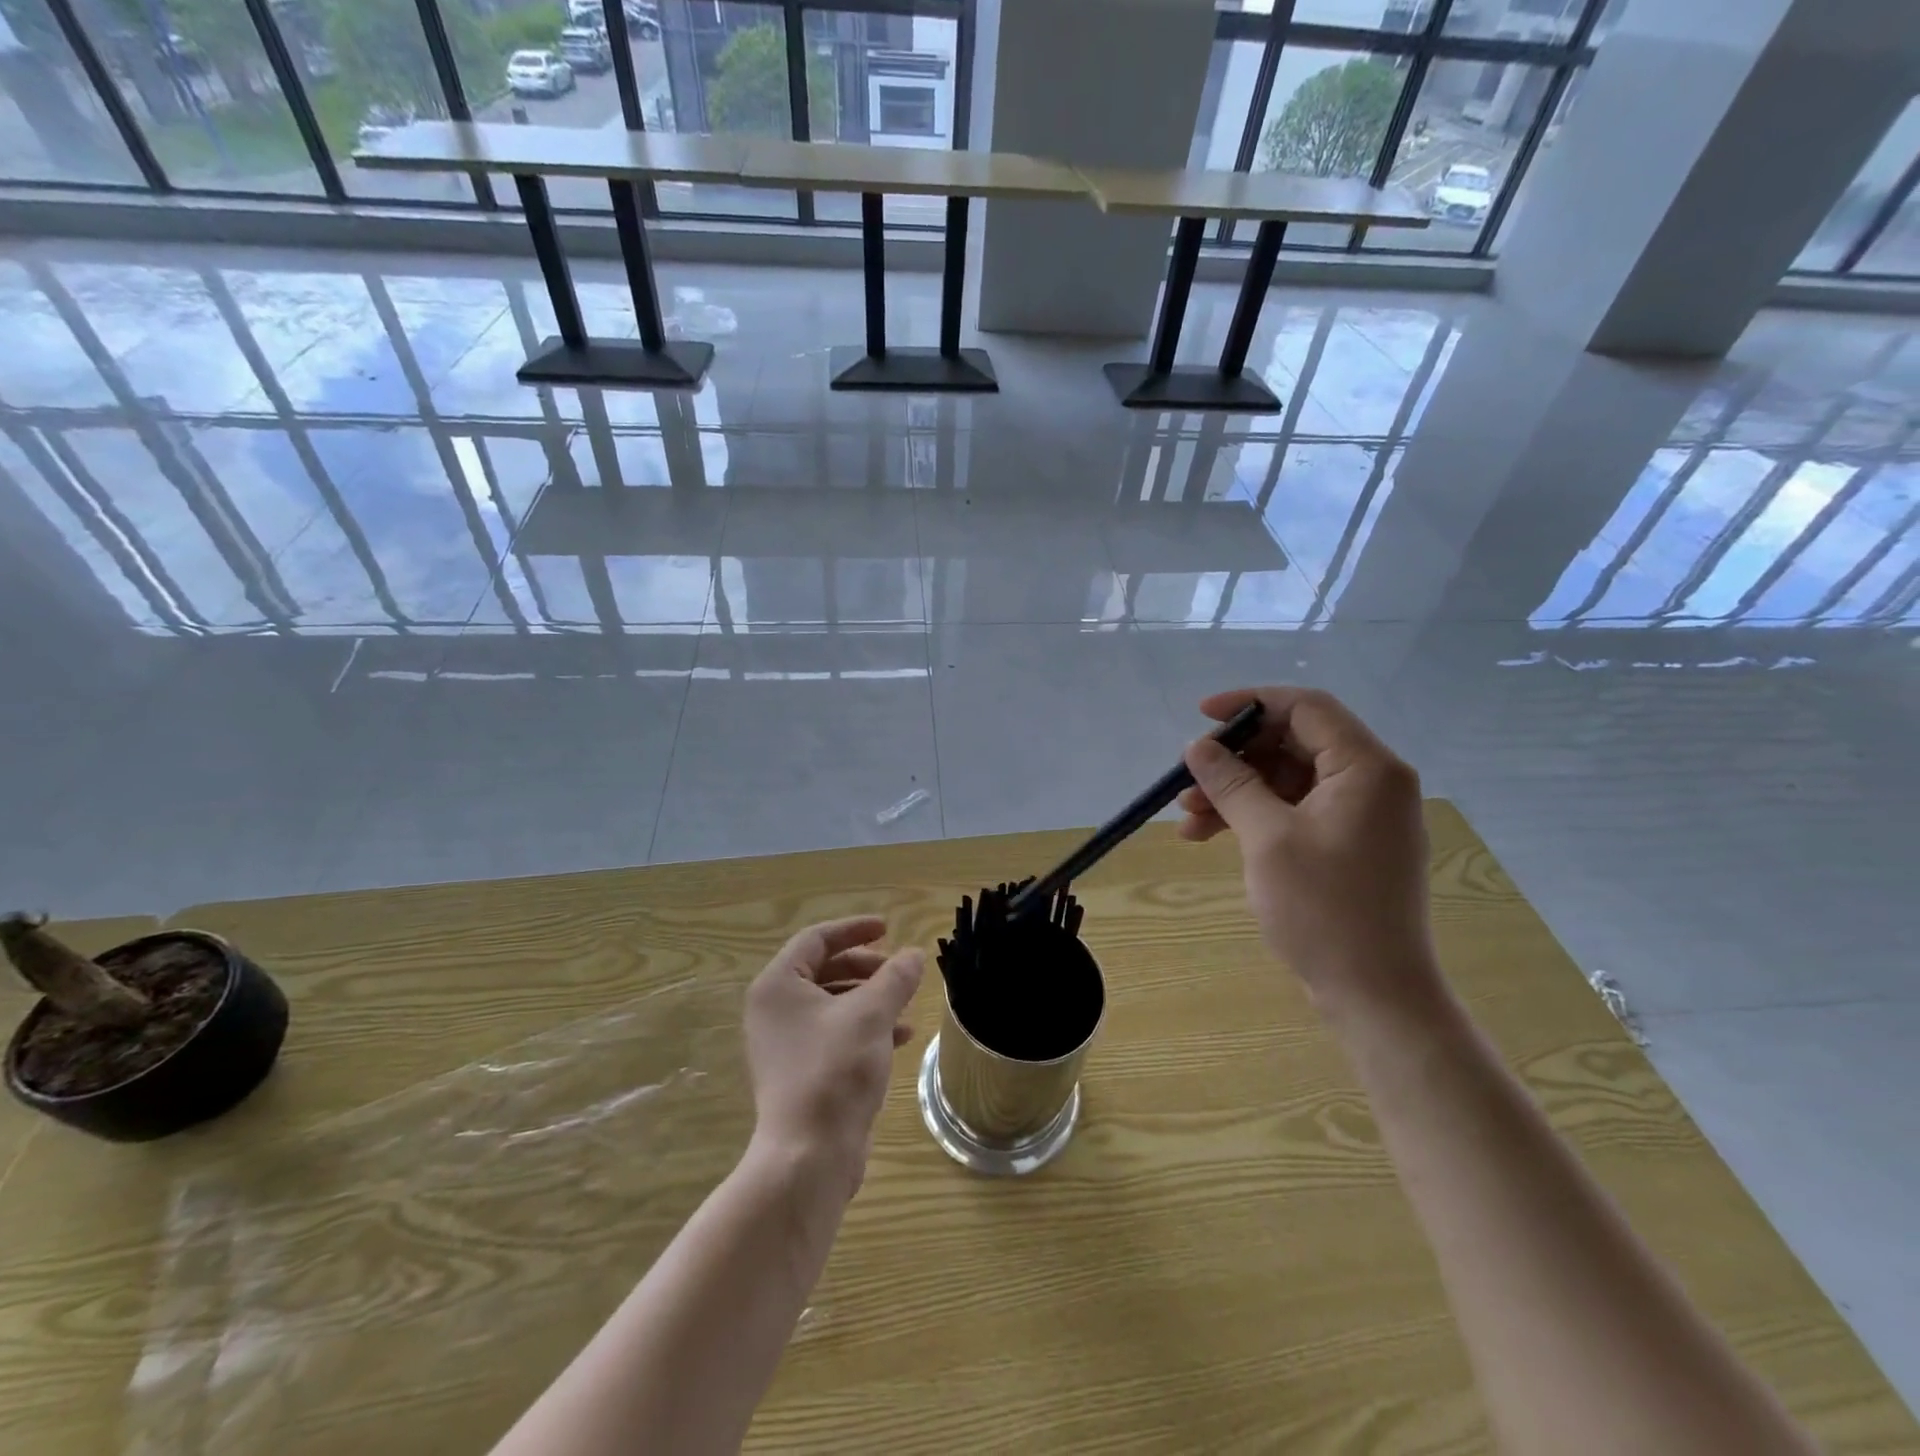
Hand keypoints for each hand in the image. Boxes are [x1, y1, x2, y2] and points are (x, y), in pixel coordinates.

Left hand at [742, 916, 924, 1197]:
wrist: (810, 1155)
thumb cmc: (835, 1070)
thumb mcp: (871, 1014)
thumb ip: (895, 978)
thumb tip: (914, 954)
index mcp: (777, 986)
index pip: (816, 939)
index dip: (854, 929)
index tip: (888, 929)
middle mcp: (773, 1010)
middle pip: (823, 969)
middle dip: (865, 967)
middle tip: (898, 970)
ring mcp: (784, 1043)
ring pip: (832, 1003)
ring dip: (870, 998)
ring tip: (905, 1004)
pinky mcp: (800, 1072)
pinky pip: (834, 1033)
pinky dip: (865, 1027)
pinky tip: (899, 1036)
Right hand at [1177, 687, 1439, 1017]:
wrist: (1375, 994)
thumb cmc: (1324, 909)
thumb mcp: (1267, 838)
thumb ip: (1232, 783)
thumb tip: (1198, 748)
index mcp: (1367, 768)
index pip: (1306, 708)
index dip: (1249, 703)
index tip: (1201, 716)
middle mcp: (1372, 782)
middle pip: (1293, 744)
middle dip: (1235, 759)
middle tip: (1188, 778)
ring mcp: (1362, 815)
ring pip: (1288, 780)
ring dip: (1236, 792)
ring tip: (1186, 817)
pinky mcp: (1348, 844)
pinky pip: (1295, 811)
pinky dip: (1254, 817)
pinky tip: (1209, 834)